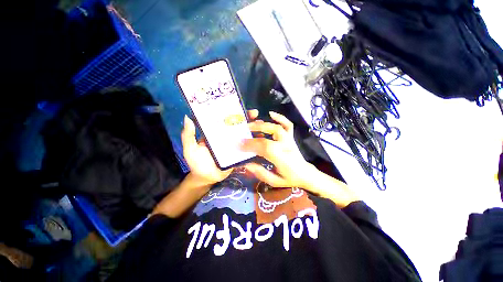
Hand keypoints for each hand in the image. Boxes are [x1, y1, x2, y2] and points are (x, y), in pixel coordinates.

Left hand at [181, 110, 258, 185]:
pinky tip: (262, 139)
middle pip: (238, 125)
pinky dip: (255, 143)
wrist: (206, 178)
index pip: (225, 119)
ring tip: (262, 126)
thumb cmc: (197, 163)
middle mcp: (227, 136)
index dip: (233, 112)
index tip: (240, 107)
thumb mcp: (190, 148)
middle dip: (247, 119)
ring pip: (245, 135)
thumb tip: (188, 117)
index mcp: (216, 132)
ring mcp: (235, 145)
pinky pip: (248, 147)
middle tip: (255, 114)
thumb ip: (189, 135)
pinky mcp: (239, 154)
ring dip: (253, 129)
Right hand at [241, 111, 358, 207]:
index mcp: (282, 158)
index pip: (265, 147)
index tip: (239, 144)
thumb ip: (260, 173)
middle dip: (255, 130)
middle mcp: (286, 146)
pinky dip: (280, 117)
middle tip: (243, 131)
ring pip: (277, 127)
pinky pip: (288, 125)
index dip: (251, 144)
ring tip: (251, 124)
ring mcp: (289, 140)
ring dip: (263, 124)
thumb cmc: (289, 178)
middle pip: (271, 133)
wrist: (305, 174)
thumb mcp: (274, 181)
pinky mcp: (291, 137)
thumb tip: (245, 164)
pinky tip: (271, 113)